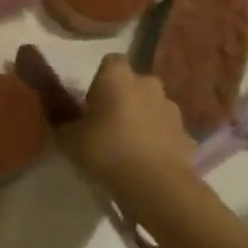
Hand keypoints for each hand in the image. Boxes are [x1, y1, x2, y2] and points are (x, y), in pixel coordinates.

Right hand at [59, 55, 195, 199]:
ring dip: (143, 118)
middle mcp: (148, 84)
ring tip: (129, 145)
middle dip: (124, 97)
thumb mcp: (69, 138)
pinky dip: (159, 140)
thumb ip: (63, 121)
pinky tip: (148, 161)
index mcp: (118, 77)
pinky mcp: (187, 135)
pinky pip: (166, 131)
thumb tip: (60, 115)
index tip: (91, 101)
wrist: (156, 186)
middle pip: (134, 83)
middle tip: (108, 123)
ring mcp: (172, 109)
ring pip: (153, 106)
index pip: (110, 61)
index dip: (100, 79)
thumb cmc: (106, 151)